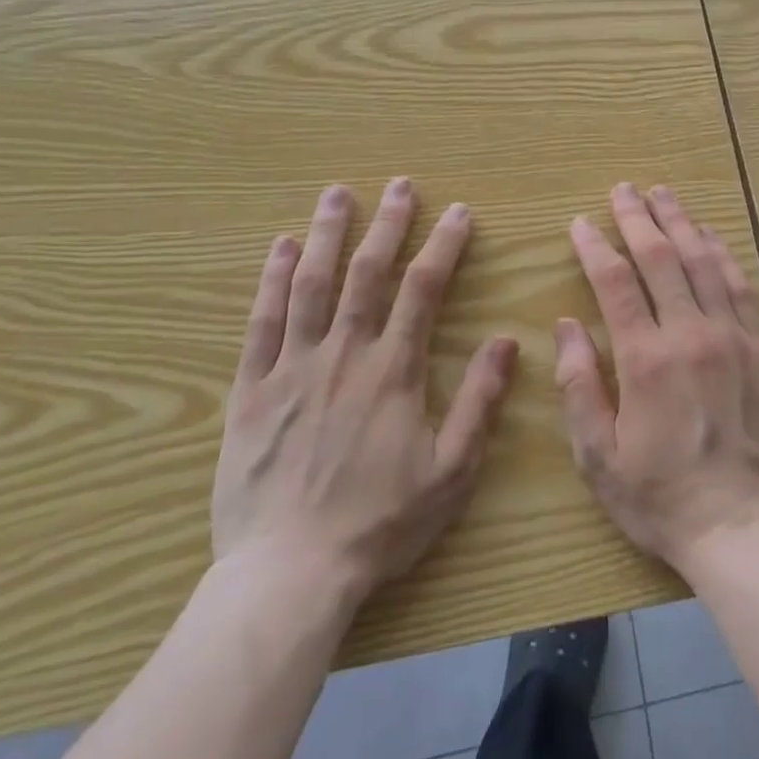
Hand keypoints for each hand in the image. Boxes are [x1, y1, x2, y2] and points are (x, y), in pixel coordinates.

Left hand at [212, 179, 517, 602]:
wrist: (289, 574)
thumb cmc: (379, 523)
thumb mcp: (451, 470)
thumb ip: (479, 400)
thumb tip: (507, 340)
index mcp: (393, 370)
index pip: (424, 289)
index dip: (444, 245)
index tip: (458, 211)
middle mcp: (344, 354)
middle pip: (368, 273)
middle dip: (387, 224)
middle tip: (399, 184)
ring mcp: (292, 367)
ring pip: (311, 285)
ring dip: (328, 234)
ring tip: (337, 194)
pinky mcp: (251, 389)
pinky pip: (261, 323)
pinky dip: (271, 280)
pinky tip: (281, 248)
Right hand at [555, 183, 758, 577]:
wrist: (745, 529)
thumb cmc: (662, 498)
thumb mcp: (599, 457)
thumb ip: (579, 385)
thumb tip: (567, 325)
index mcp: (646, 358)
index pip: (615, 282)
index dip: (596, 246)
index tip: (582, 222)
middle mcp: (692, 334)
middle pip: (662, 258)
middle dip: (639, 218)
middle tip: (625, 189)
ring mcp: (734, 337)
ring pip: (704, 263)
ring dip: (682, 224)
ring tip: (665, 196)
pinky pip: (742, 288)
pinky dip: (724, 255)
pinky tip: (713, 238)